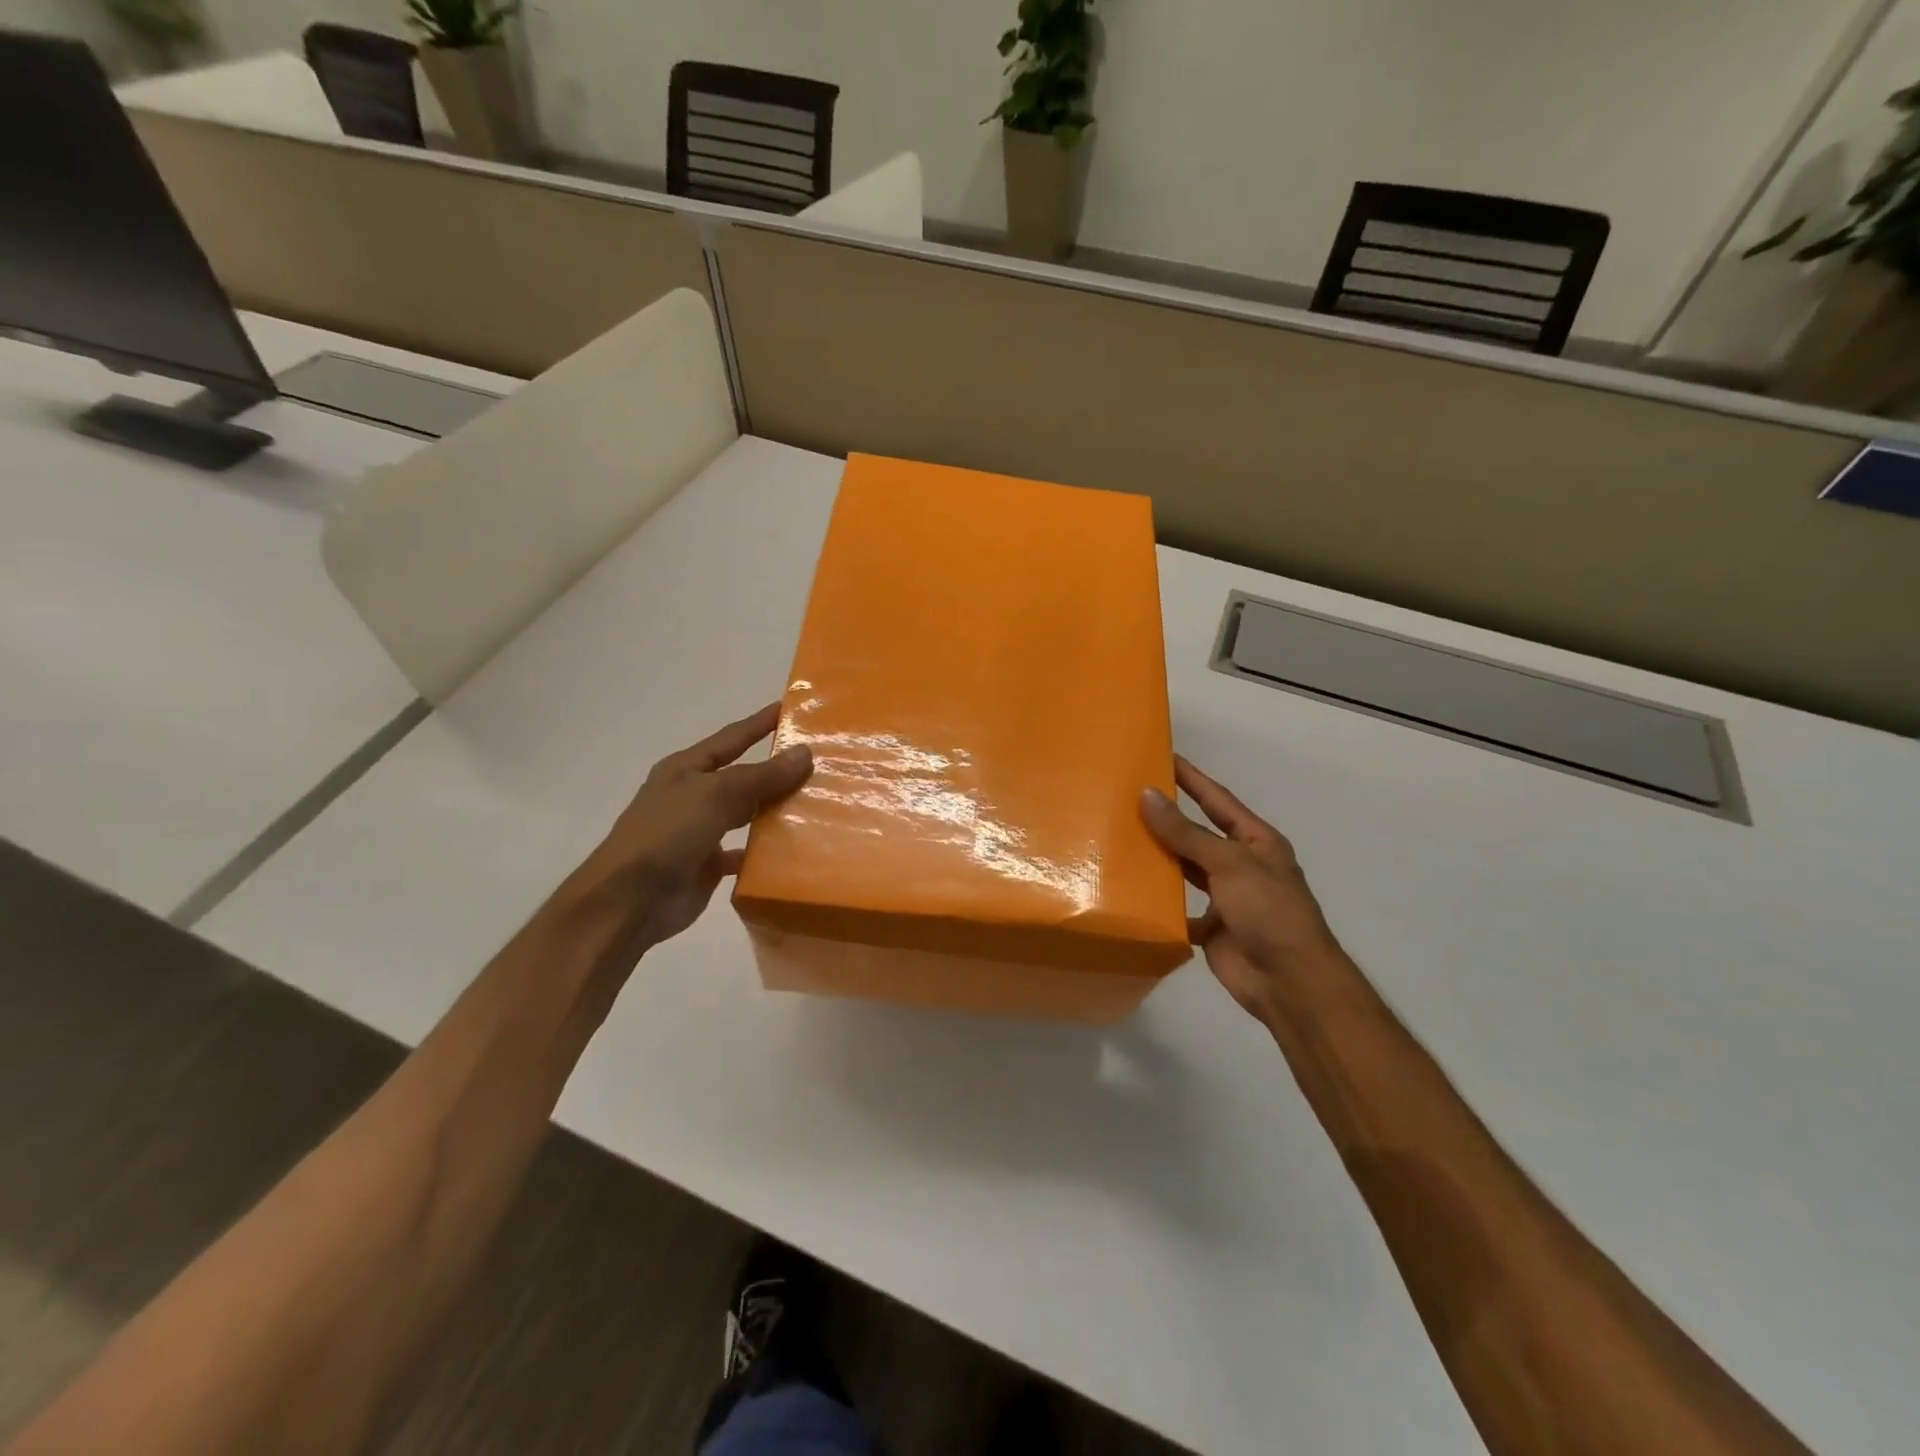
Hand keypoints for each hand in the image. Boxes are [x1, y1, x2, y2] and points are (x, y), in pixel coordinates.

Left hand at [568, 703, 811, 951]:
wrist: (630, 901)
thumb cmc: (668, 833)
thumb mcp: (717, 794)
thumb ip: (763, 776)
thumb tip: (805, 752)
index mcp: (686, 770)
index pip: (732, 739)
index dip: (759, 723)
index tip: (790, 708)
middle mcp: (693, 796)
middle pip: (743, 777)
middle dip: (776, 770)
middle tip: (820, 762)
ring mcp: (699, 832)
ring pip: (746, 814)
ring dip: (775, 810)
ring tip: (816, 804)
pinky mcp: (707, 866)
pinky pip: (745, 853)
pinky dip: (765, 851)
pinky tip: (792, 849)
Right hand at [1140, 756, 1344, 1022]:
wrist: (1289, 981)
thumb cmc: (1268, 911)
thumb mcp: (1228, 863)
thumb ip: (1185, 832)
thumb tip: (1147, 795)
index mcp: (1256, 842)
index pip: (1217, 800)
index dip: (1191, 778)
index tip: (1162, 756)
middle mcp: (1240, 865)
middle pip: (1198, 834)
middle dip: (1168, 817)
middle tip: (1128, 796)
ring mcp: (1226, 897)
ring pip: (1186, 869)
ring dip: (1160, 857)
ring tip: (1121, 837)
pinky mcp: (1211, 927)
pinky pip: (1179, 907)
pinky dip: (1159, 901)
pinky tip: (1131, 888)